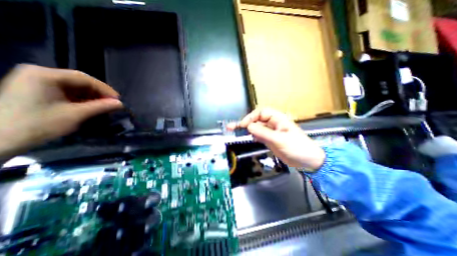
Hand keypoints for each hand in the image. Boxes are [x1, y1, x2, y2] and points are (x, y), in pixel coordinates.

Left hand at [0, 64, 122, 159]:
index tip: (118, 100)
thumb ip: (101, 107)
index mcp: (45, 75)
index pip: (84, 78)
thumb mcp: (75, 114)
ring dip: (91, 97)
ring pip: (73, 87)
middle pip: (79, 81)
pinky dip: (80, 99)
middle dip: (98, 94)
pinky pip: (65, 92)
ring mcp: (35, 81)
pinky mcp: (35, 90)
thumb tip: (121, 104)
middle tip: (112, 104)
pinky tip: (88, 107)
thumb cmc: (38, 124)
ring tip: (103, 107)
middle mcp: (39, 73)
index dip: (105, 89)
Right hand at [227, 108, 324, 169]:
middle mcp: (273, 124)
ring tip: (235, 131)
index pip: (261, 113)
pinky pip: (258, 135)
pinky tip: (247, 137)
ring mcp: (270, 132)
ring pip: (256, 128)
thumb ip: (263, 133)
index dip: (251, 118)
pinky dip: (252, 135)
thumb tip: (249, 127)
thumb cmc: (298, 147)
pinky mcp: (269, 140)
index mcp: (278, 119)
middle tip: (232, 126)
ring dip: (246, 129)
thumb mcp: (280, 139)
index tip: (243, 125)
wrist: (307, 161)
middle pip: (256, 120)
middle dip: (245, 122)